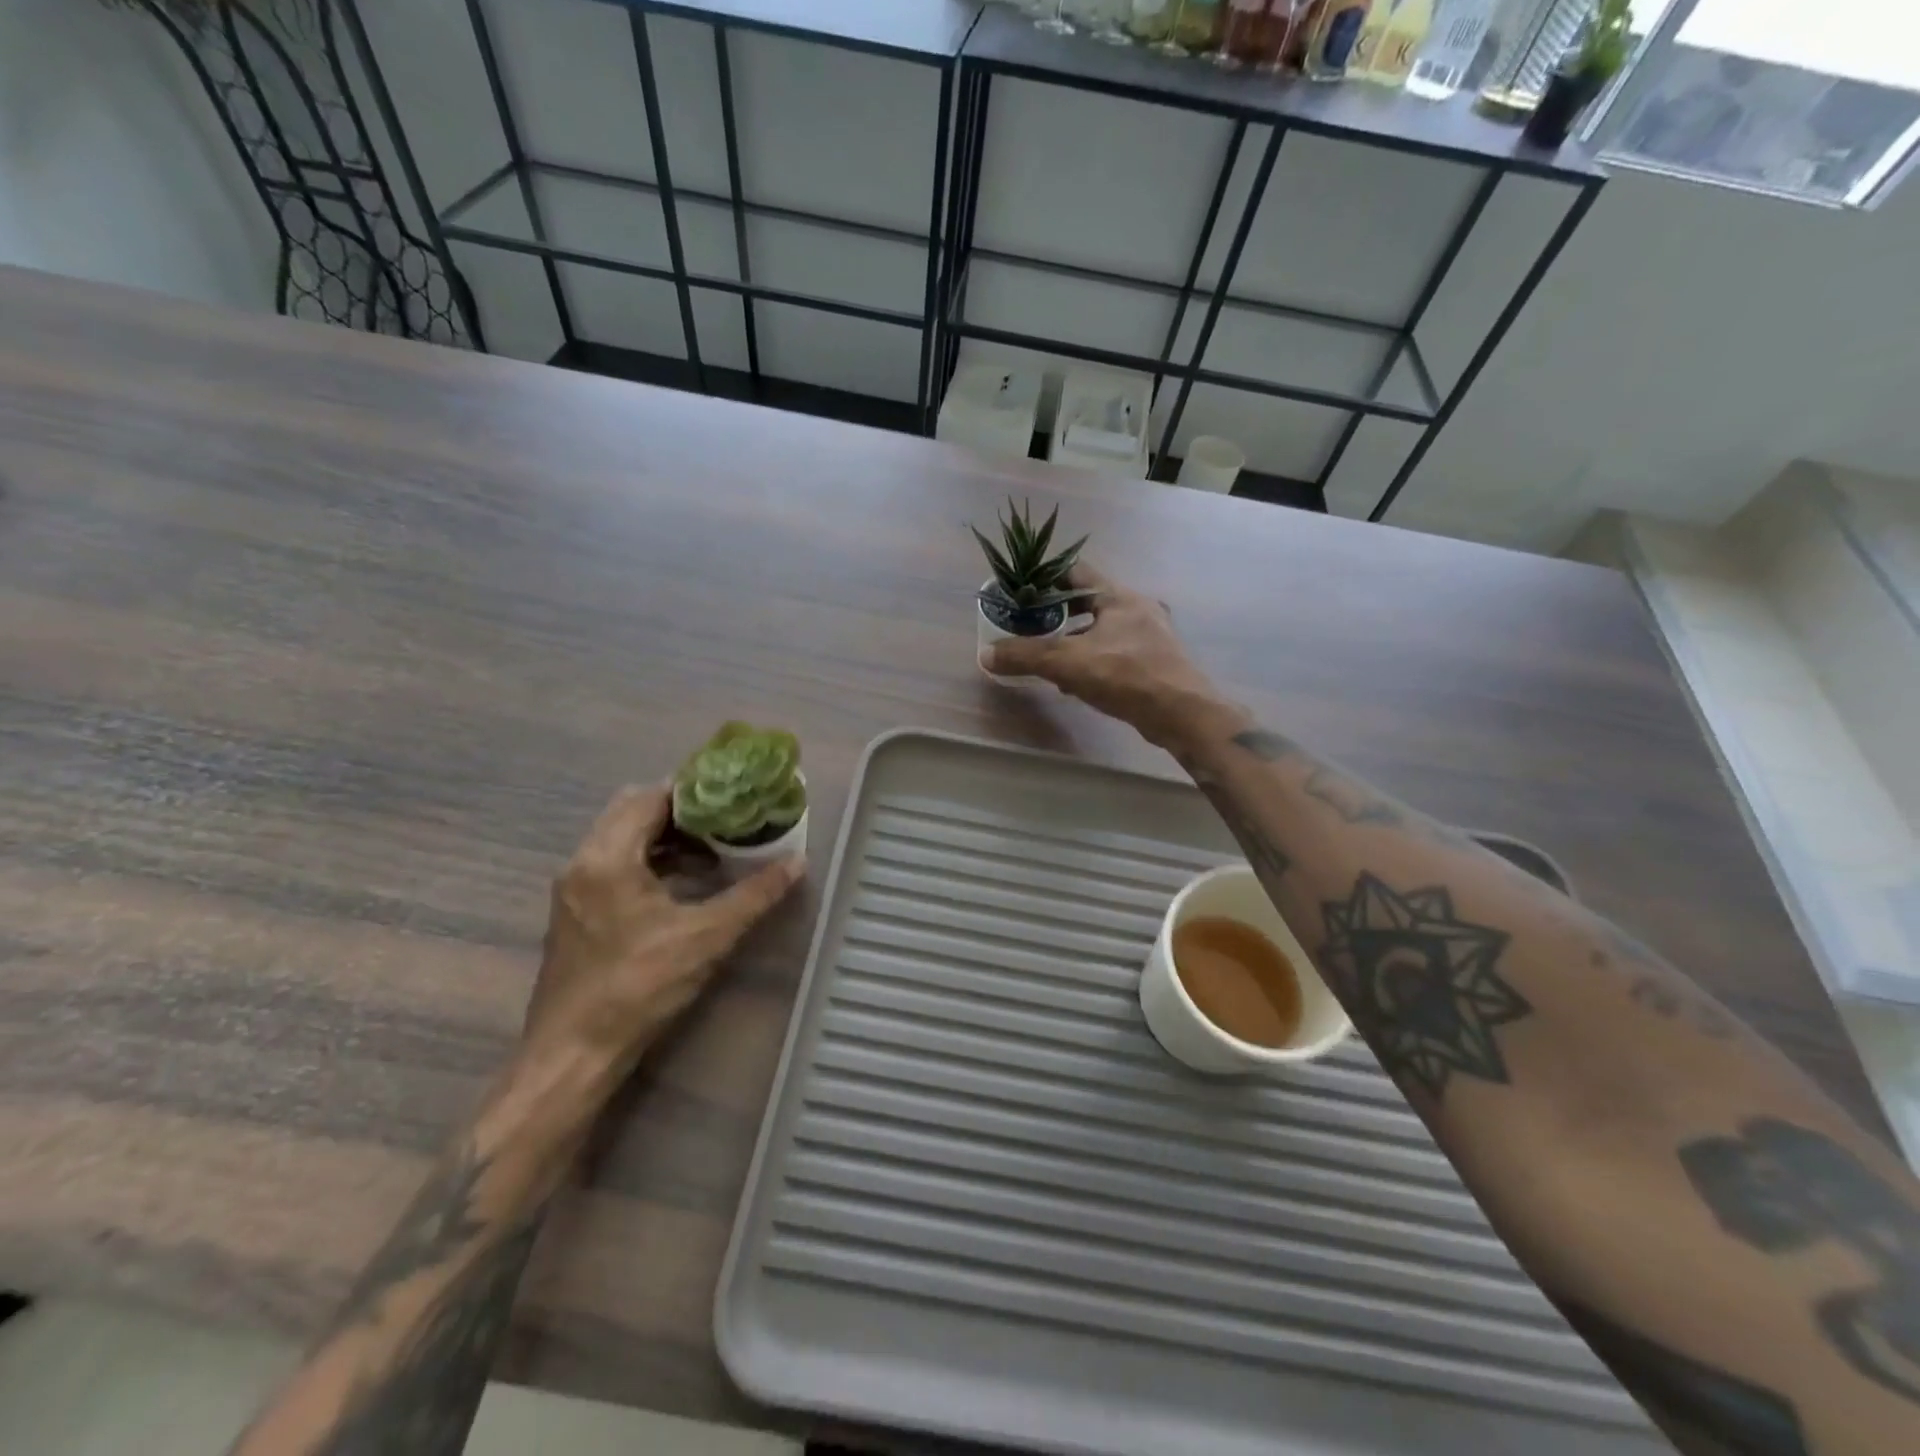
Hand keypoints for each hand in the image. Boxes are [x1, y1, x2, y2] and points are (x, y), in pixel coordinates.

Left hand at [523, 783, 802, 1082]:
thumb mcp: (707, 938)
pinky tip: (685, 882)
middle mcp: (583, 861)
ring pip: (622, 837)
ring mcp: (574, 887)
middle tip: (727, 819)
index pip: (651, 797)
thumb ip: (753, 895)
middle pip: (633, 810)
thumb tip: (797, 863)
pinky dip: (650, 859)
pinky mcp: (575, 910)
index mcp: (608, 857)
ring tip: (714, 850)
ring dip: (666, 836)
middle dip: (682, 810)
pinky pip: (614, 862)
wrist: (573, 1053)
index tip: (733, 794)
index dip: (694, 791)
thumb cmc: (639, 987)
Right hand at [983, 563, 1225, 750]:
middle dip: (1057, 612)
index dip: (1046, 576)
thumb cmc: (1126, 675)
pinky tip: (1076, 682)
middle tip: (1029, 623)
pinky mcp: (1154, 662)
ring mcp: (1149, 636)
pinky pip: (1114, 652)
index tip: (1022, 588)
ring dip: (1074, 639)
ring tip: (1048, 655)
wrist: (1182, 714)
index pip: (1077, 571)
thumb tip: (985, 654)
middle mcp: (1137, 608)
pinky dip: (1092, 660)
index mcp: (1118, 596)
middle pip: (1089, 601)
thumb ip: (1026, 656)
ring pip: (1101, 629)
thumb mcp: (1068, 662)